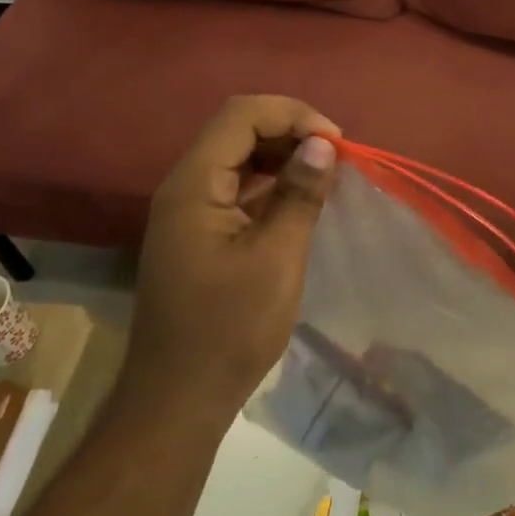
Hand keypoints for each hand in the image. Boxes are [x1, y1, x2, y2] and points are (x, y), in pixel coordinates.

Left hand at [126, 96, 339, 423]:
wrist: (178, 400)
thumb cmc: (228, 331)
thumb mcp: (276, 260)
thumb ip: (299, 196)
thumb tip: (322, 145)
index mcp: (194, 186)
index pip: (241, 116)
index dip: (292, 115)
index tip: (336, 144)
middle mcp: (185, 187)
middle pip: (238, 130)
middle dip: (290, 132)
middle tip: (336, 158)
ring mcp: (190, 211)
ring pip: (239, 158)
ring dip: (283, 156)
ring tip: (326, 174)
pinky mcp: (200, 233)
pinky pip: (238, 189)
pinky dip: (272, 184)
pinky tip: (302, 200)